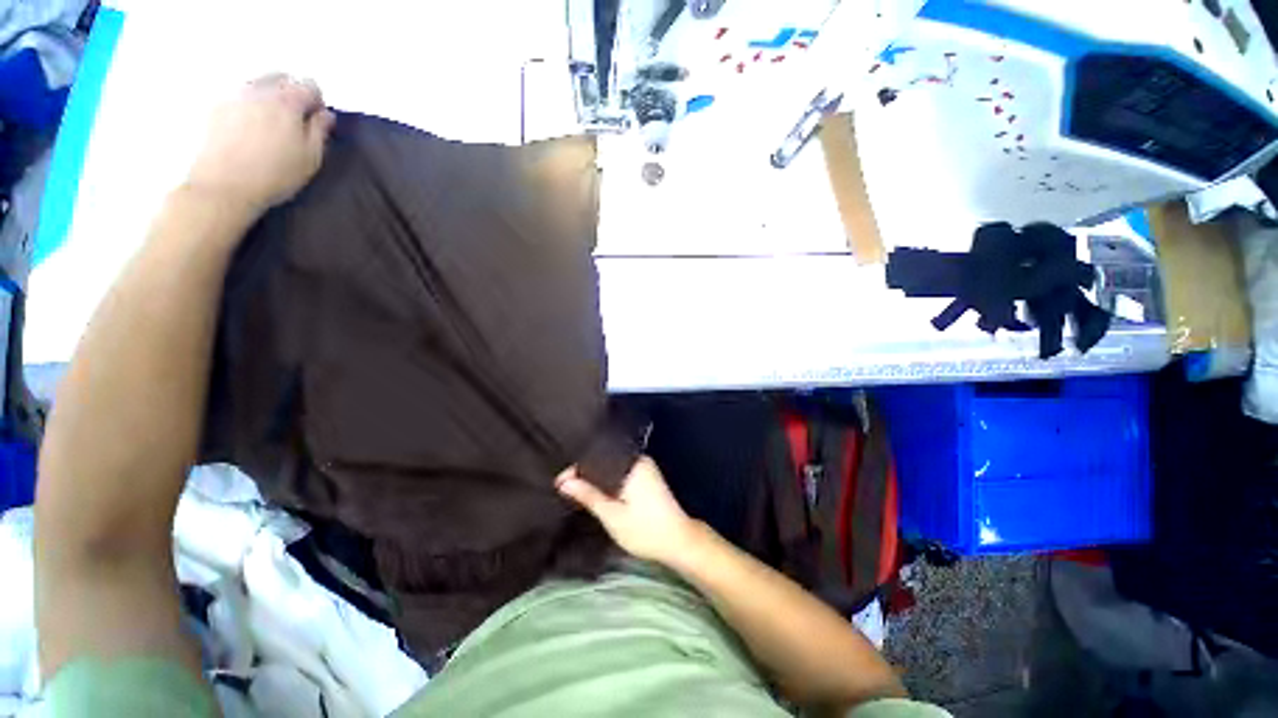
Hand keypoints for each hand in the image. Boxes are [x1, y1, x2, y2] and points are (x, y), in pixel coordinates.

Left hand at [186, 74, 335, 216]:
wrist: (224, 186)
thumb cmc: (276, 175)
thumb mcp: (310, 158)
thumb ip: (320, 131)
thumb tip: (325, 114)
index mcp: (287, 101)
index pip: (310, 86)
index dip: (317, 102)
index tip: (317, 122)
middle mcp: (260, 90)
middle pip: (282, 77)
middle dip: (292, 93)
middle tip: (294, 121)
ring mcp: (235, 95)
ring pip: (258, 83)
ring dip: (269, 97)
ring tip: (270, 124)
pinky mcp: (216, 106)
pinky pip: (239, 95)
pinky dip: (249, 104)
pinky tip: (249, 128)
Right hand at [556, 456, 702, 566]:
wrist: (679, 541)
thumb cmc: (645, 529)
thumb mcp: (612, 515)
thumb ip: (589, 495)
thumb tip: (564, 482)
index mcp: (632, 463)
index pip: (597, 457)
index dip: (576, 469)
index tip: (559, 483)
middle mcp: (639, 460)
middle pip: (605, 460)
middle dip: (585, 472)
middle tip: (565, 486)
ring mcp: (645, 467)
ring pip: (612, 467)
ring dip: (596, 478)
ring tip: (575, 489)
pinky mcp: (647, 477)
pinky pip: (620, 472)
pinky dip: (607, 481)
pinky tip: (597, 492)